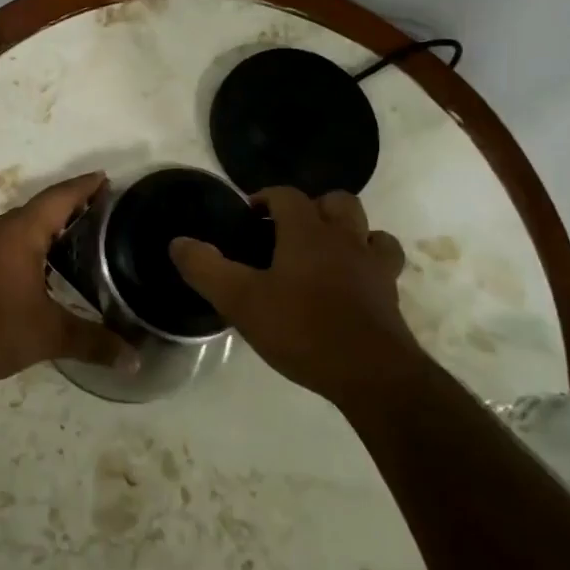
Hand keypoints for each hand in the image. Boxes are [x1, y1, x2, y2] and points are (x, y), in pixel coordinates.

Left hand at [0, 172, 132, 391]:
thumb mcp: (49, 336)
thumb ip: (93, 342)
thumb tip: (135, 359)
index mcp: (19, 232)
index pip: (59, 197)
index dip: (84, 186)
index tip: (107, 178)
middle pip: (40, 208)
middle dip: (69, 207)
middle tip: (101, 212)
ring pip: (20, 225)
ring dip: (46, 227)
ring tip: (77, 238)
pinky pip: (4, 240)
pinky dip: (27, 243)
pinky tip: (41, 266)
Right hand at [170, 186, 414, 403]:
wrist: (371, 374)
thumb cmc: (302, 329)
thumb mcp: (240, 301)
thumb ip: (206, 269)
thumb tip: (178, 243)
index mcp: (307, 232)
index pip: (287, 195)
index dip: (266, 197)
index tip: (249, 214)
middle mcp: (344, 238)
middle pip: (336, 201)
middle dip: (313, 207)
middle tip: (289, 231)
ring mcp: (373, 265)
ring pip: (367, 228)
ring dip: (347, 231)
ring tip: (326, 251)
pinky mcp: (390, 295)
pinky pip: (384, 263)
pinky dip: (370, 262)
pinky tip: (355, 280)